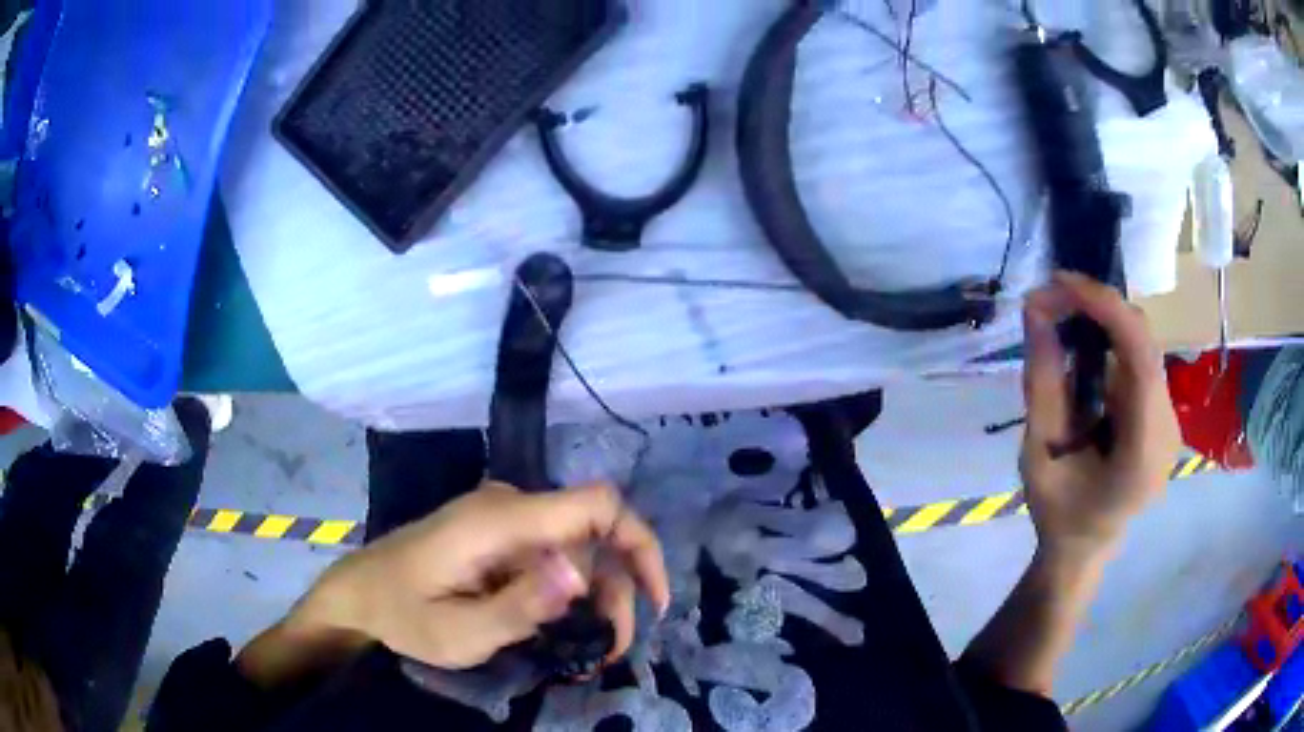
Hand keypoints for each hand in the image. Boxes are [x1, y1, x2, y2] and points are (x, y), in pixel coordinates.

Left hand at [289, 481, 669, 670]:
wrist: (360, 593)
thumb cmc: (403, 614)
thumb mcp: (458, 632)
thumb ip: (519, 606)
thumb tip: (581, 578)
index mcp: (501, 521)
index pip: (597, 505)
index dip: (639, 544)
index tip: (654, 599)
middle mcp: (509, 506)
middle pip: (593, 534)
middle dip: (617, 591)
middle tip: (610, 647)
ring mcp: (502, 517)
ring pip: (576, 547)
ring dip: (596, 596)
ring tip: (592, 647)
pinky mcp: (498, 533)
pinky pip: (552, 552)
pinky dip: (571, 589)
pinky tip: (565, 624)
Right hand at [1021, 272, 1180, 560]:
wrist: (1084, 548)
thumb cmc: (1058, 513)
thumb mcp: (1038, 453)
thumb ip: (1042, 383)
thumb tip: (1037, 310)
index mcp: (1144, 452)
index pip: (1141, 358)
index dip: (1106, 308)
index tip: (1060, 283)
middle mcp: (1169, 428)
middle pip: (1145, 344)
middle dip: (1100, 307)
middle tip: (1051, 296)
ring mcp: (1171, 420)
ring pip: (1144, 346)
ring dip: (1104, 321)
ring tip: (1062, 316)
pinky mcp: (1164, 413)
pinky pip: (1141, 360)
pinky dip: (1112, 340)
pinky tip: (1085, 346)